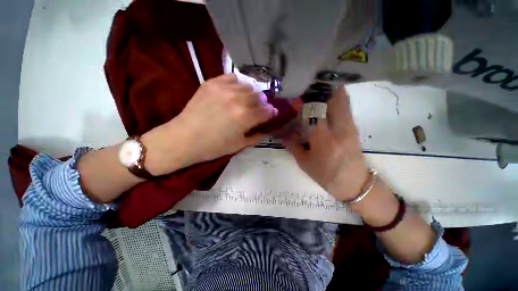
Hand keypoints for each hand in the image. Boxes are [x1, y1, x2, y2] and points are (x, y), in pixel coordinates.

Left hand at [143, 74, 277, 174]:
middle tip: (257, 109)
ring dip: (250, 94)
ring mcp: (224, 89)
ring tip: (245, 101)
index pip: (267, 110)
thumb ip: (257, 135)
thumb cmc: (214, 146)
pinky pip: (233, 78)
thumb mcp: (240, 145)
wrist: (185, 138)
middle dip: (262, 103)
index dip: (271, 112)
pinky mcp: (212, 83)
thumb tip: (268, 127)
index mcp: (246, 117)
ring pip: (248, 85)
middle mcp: (238, 99)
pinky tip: (234, 92)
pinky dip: (238, 84)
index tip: (271, 114)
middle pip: (259, 96)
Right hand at [283, 86, 368, 200]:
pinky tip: (325, 100)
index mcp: (324, 139)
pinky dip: (336, 98)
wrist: (354, 183)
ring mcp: (349, 126)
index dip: (303, 102)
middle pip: (333, 98)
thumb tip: (282, 134)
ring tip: (315, 91)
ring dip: (328, 91)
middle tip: (306, 89)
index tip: (294, 98)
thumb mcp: (304, 163)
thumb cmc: (326, 176)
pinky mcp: (353, 126)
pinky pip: (345, 105)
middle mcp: (339, 128)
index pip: (314, 111)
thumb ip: (292, 146)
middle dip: (319, 90)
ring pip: (342, 99)